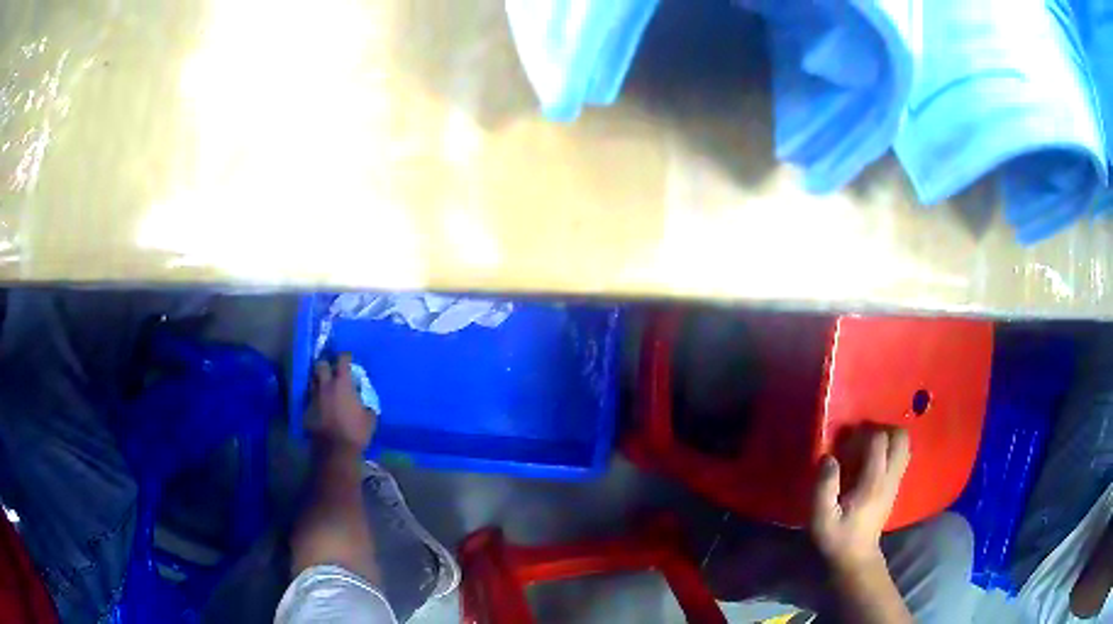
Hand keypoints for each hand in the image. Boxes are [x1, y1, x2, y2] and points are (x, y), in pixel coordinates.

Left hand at [308, 353, 376, 454]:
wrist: (335, 450)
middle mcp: (325, 385)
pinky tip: (321, 405)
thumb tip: (364, 400)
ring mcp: (314, 397)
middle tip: (332, 371)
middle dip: (326, 365)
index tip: (349, 359)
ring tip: (325, 387)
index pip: (342, 359)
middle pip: (321, 365)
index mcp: (342, 383)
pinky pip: (311, 398)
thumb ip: (366, 403)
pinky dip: (316, 399)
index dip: (345, 357)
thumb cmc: (355, 432)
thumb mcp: (370, 417)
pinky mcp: (307, 410)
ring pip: (313, 380)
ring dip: (319, 381)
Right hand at [810, 427, 910, 573]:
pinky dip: (891, 449)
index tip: (847, 440)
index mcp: (873, 482)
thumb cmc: (837, 537)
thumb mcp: (822, 517)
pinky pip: (901, 456)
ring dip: (889, 438)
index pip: (879, 441)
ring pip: (905, 445)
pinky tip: (872, 460)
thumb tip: (828, 457)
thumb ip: (824, 486)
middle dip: (884, 428)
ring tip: (868, 446)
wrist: (856, 557)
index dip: (864, 432)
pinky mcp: (895, 486)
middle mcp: (890, 477)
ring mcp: (896, 481)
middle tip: (863, 436)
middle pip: (901, 437)